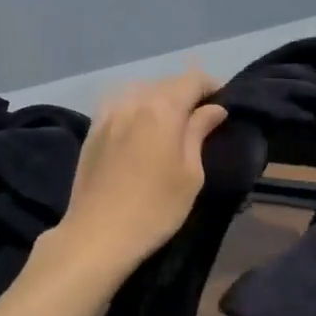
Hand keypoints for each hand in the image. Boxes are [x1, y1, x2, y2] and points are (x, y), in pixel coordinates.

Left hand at [54, 70, 226, 278]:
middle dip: (187, 93)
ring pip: (141, 91)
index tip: (223, 103)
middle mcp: (133, 101)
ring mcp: (107, 114)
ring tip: (171, 122)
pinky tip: (141, 127)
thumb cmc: (155, 208)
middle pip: (166, 83)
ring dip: (160, 99)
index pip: (192, 80)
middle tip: (201, 117)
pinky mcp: (92, 131)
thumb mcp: (190, 174)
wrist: (97, 235)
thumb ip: (199, 132)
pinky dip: (137, 108)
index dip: (211, 86)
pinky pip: (120, 104)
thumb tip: (213, 109)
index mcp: (162, 109)